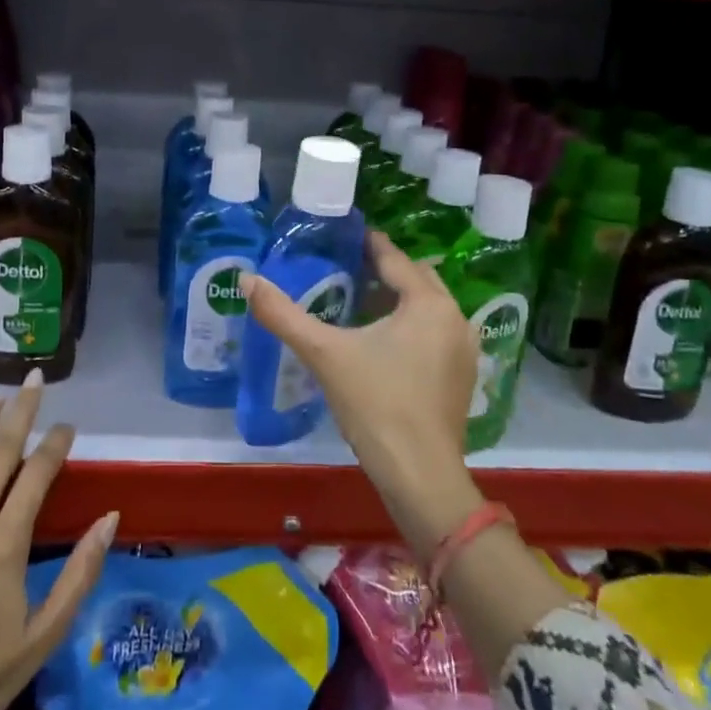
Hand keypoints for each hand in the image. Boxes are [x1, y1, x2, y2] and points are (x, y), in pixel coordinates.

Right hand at [244, 231, 482, 558]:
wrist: (420, 476)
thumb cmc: (375, 404)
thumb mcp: (324, 353)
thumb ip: (283, 314)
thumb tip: (246, 279)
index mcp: (428, 303)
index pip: (395, 259)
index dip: (368, 244)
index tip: (344, 234)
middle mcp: (454, 318)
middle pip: (417, 279)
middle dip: (386, 269)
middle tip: (348, 266)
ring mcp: (464, 350)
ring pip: (428, 307)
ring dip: (400, 298)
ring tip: (361, 300)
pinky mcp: (462, 377)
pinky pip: (435, 333)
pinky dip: (412, 325)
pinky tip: (384, 342)